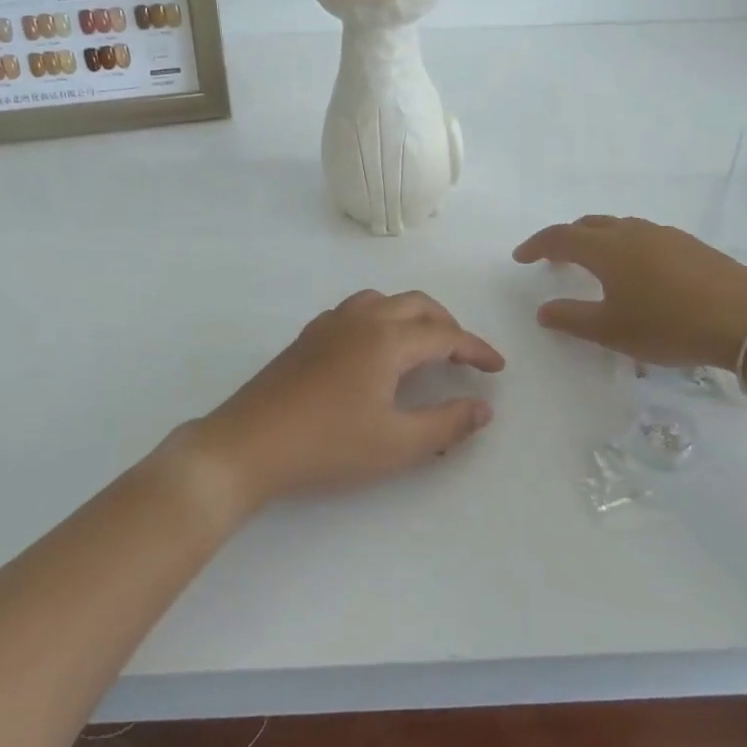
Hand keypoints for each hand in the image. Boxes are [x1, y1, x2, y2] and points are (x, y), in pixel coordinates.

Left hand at [178, 289, 504, 511]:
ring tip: (423, 347)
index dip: (476, 350)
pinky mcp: (308, 336)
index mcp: (387, 339)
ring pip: (383, 301)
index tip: (497, 368)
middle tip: (463, 356)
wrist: (249, 444)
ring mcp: (330, 324)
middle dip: (447, 325)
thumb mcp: (397, 443)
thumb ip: (446, 424)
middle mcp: (361, 319)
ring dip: (412, 317)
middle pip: (416, 305)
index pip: (445, 335)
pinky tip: (375, 352)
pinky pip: (357, 311)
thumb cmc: (328, 445)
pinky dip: (381, 319)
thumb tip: (483, 408)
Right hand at [513, 215, 746, 368]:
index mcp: (607, 249)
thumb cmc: (668, 325)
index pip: (561, 237)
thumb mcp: (612, 330)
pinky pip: (645, 237)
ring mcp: (665, 235)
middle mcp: (632, 232)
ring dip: (599, 240)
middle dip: (567, 238)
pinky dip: (627, 247)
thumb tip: (543, 310)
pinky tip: (639, 273)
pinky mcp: (691, 245)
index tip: (521, 257)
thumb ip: (572, 319)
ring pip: (620, 228)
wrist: (746, 319)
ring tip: (596, 265)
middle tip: (555, 259)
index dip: (537, 245)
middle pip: (590, 225)